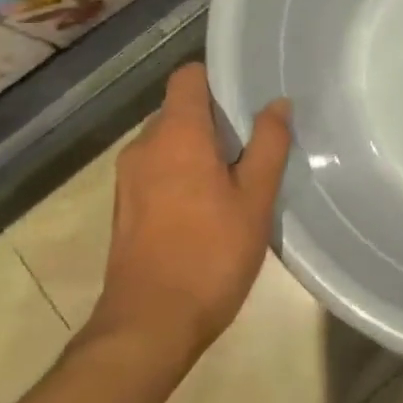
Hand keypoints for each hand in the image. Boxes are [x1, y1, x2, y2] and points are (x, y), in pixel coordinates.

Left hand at [88, 63, 291, 362]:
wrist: (150, 325)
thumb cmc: (211, 255)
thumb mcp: (255, 198)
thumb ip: (269, 144)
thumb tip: (278, 103)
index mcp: (175, 134)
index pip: (188, 76)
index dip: (217, 79)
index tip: (249, 98)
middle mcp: (144, 146)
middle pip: (180, 110)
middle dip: (215, 120)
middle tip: (254, 145)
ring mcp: (128, 178)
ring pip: (169, 142)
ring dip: (199, 150)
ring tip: (236, 178)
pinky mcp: (125, 207)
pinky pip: (158, 170)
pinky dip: (182, 174)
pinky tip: (209, 207)